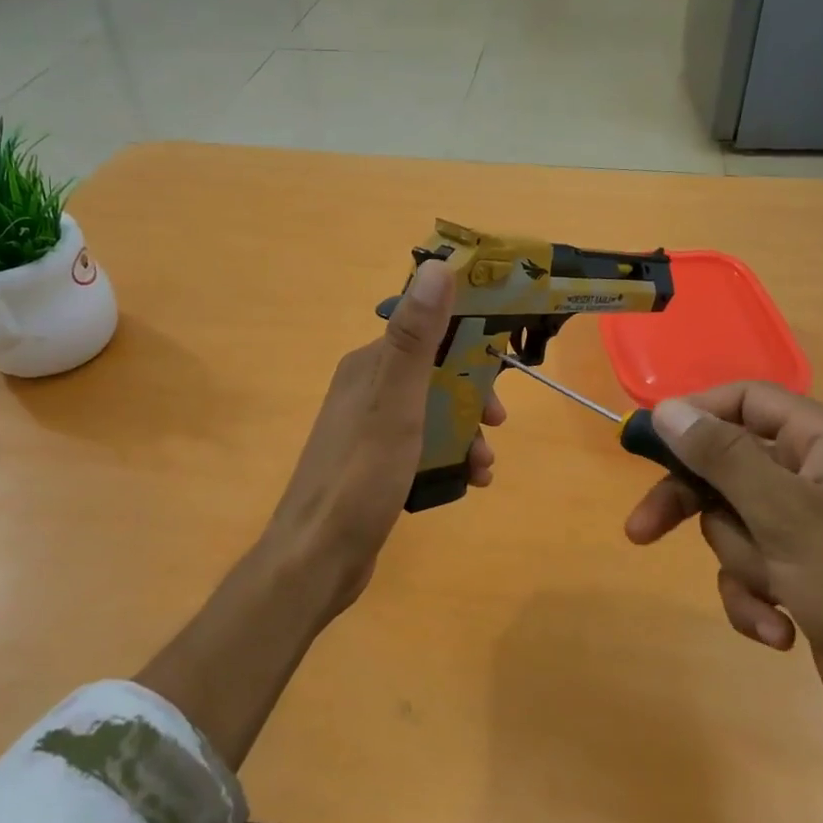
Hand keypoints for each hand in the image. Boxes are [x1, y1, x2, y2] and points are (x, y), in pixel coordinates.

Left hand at [258, 258, 503, 620]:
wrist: (318, 559)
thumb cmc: (361, 475)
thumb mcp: (396, 400)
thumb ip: (415, 336)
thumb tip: (438, 264)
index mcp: (369, 365)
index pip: (427, 330)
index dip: (469, 338)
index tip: (504, 359)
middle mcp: (367, 390)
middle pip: (436, 374)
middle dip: (474, 394)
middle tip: (498, 421)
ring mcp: (369, 430)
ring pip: (434, 414)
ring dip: (467, 432)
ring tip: (484, 465)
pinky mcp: (375, 466)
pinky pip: (423, 448)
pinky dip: (450, 459)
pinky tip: (469, 483)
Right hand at [624, 383, 822, 752]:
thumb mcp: (783, 514)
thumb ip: (721, 456)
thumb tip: (666, 408)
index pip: (745, 400)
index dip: (695, 415)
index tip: (647, 444)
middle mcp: (816, 474)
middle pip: (726, 465)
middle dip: (693, 506)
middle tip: (642, 530)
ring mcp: (810, 526)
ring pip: (733, 523)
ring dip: (742, 563)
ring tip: (777, 592)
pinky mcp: (804, 573)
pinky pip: (751, 567)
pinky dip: (755, 599)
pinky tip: (780, 632)